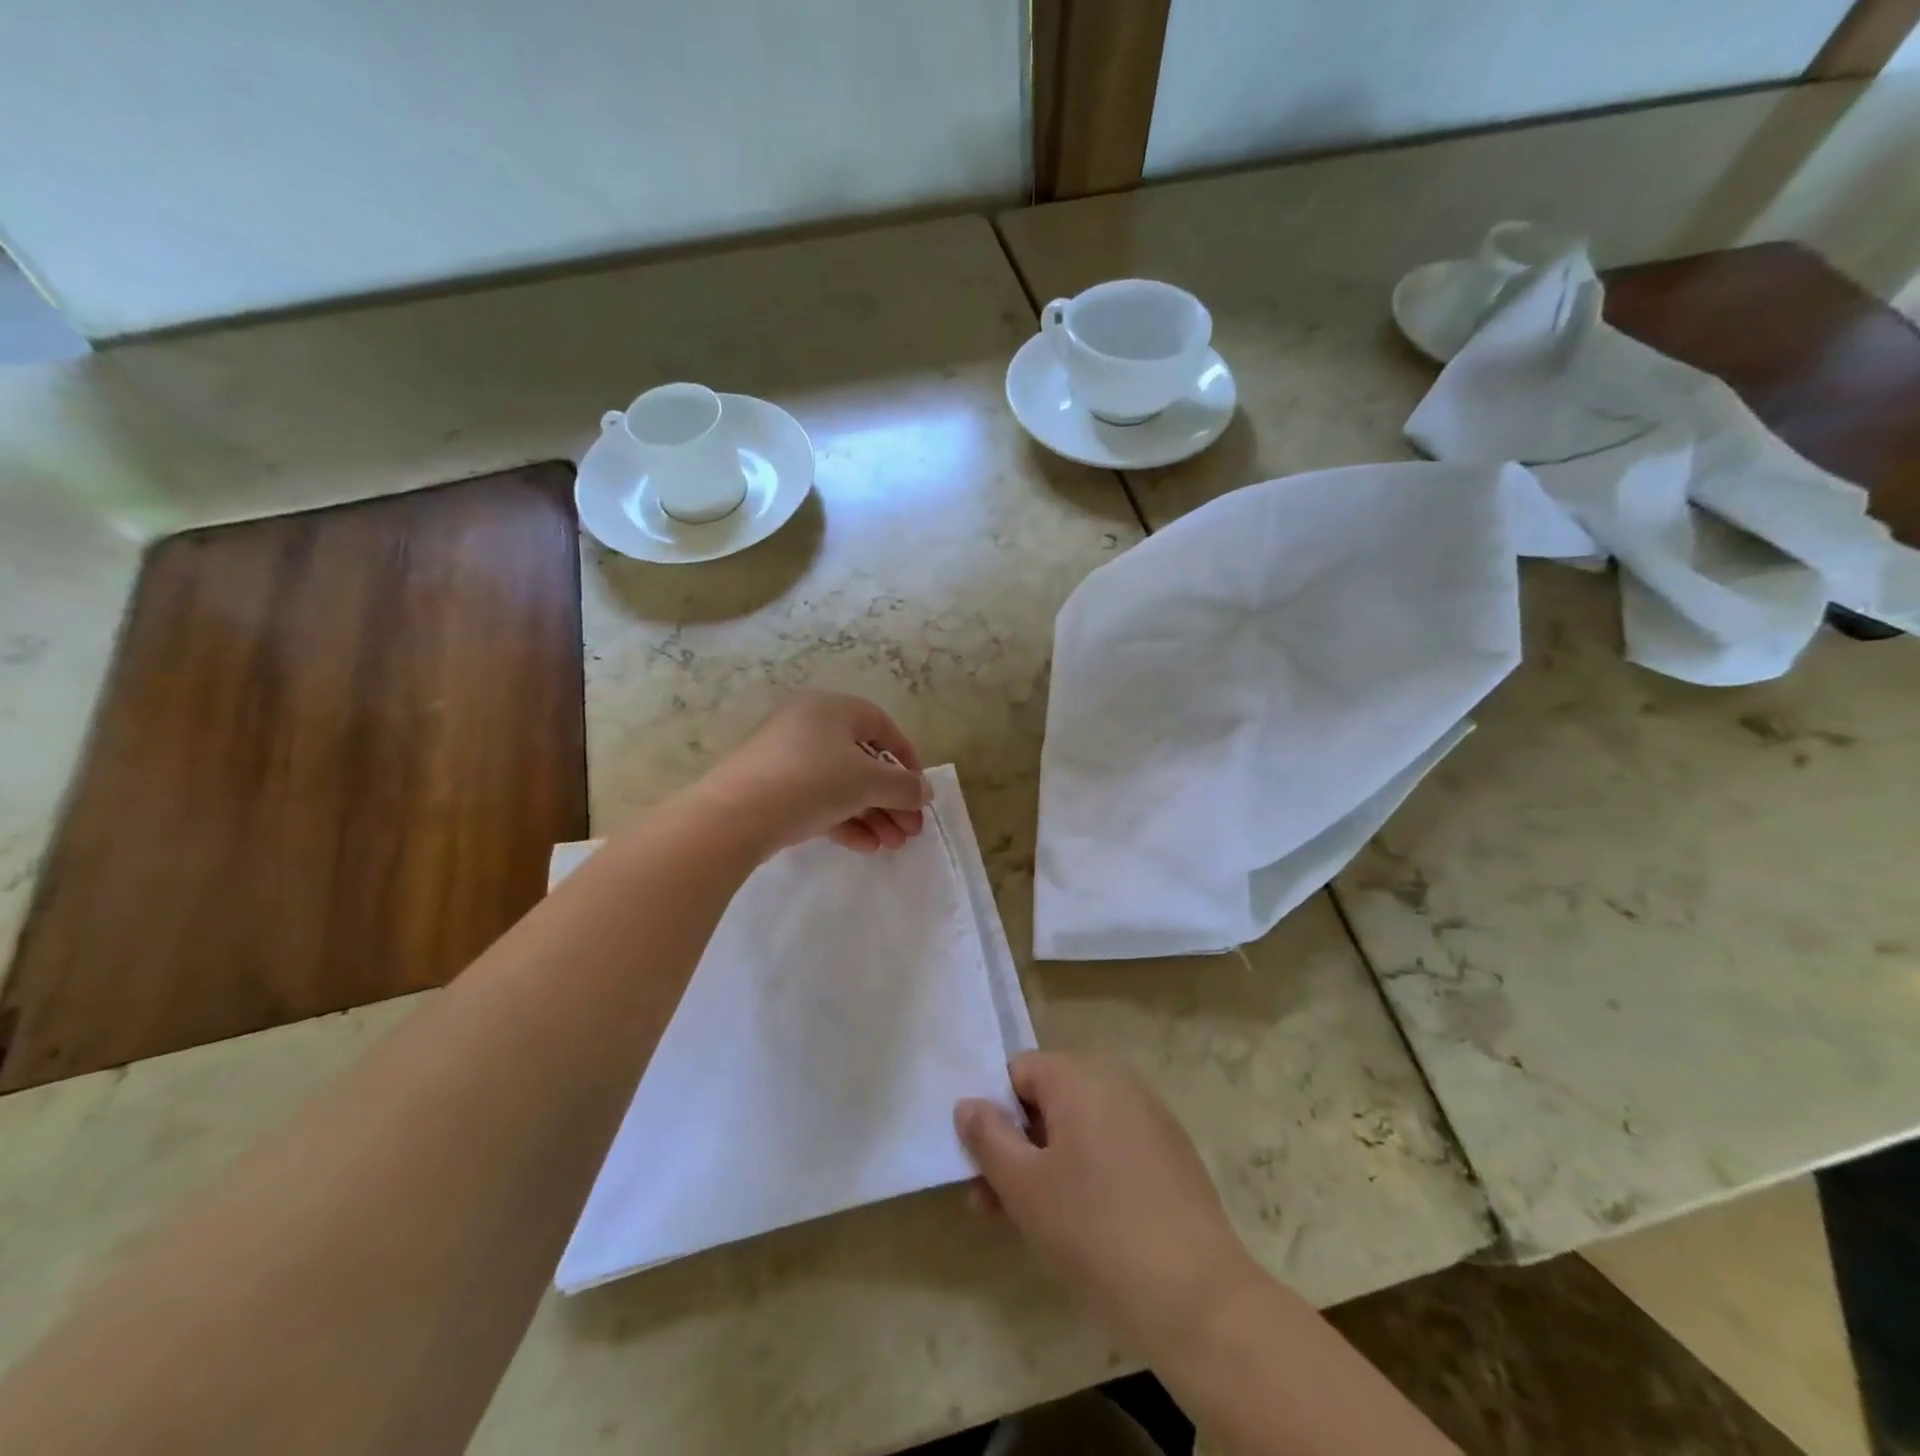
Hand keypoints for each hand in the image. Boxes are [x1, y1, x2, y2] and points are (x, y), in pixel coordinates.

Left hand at [698, 690, 931, 854]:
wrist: (735, 815)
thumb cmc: (812, 781)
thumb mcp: (868, 781)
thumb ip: (903, 786)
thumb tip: (924, 792)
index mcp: (833, 708)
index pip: (883, 727)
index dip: (908, 760)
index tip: (919, 792)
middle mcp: (809, 725)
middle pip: (863, 761)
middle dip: (891, 799)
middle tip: (910, 831)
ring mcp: (787, 757)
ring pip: (841, 784)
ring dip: (872, 814)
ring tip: (892, 846)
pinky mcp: (772, 788)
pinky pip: (817, 799)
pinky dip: (844, 819)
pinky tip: (865, 847)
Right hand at [954, 1052, 1251, 1361]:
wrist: (1196, 1296)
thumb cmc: (1094, 1230)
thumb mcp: (1024, 1186)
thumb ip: (988, 1137)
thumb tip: (968, 1103)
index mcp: (1078, 1074)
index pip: (1017, 1072)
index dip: (994, 1114)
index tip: (983, 1165)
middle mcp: (1115, 1079)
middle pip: (1048, 1098)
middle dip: (1017, 1144)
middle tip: (993, 1201)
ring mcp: (1148, 1114)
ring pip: (1078, 1126)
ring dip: (1047, 1163)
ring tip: (1027, 1221)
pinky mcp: (1170, 1151)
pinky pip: (1111, 1145)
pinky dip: (1087, 1171)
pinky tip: (1080, 1222)